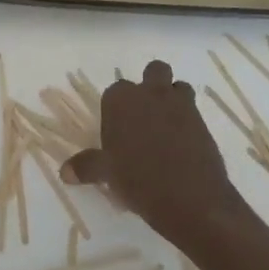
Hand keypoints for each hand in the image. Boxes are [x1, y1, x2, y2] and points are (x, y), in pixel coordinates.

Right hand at [62, 60, 252, 253]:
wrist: (191, 198)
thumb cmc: (138, 180)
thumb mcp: (106, 174)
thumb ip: (86, 167)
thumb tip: (65, 172)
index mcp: (122, 100)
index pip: (115, 91)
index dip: (116, 108)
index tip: (116, 130)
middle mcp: (151, 94)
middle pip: (154, 71)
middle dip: (150, 85)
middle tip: (142, 117)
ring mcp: (180, 105)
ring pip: (178, 86)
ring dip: (172, 99)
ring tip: (165, 127)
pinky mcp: (203, 122)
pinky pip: (194, 111)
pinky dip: (188, 122)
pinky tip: (181, 146)